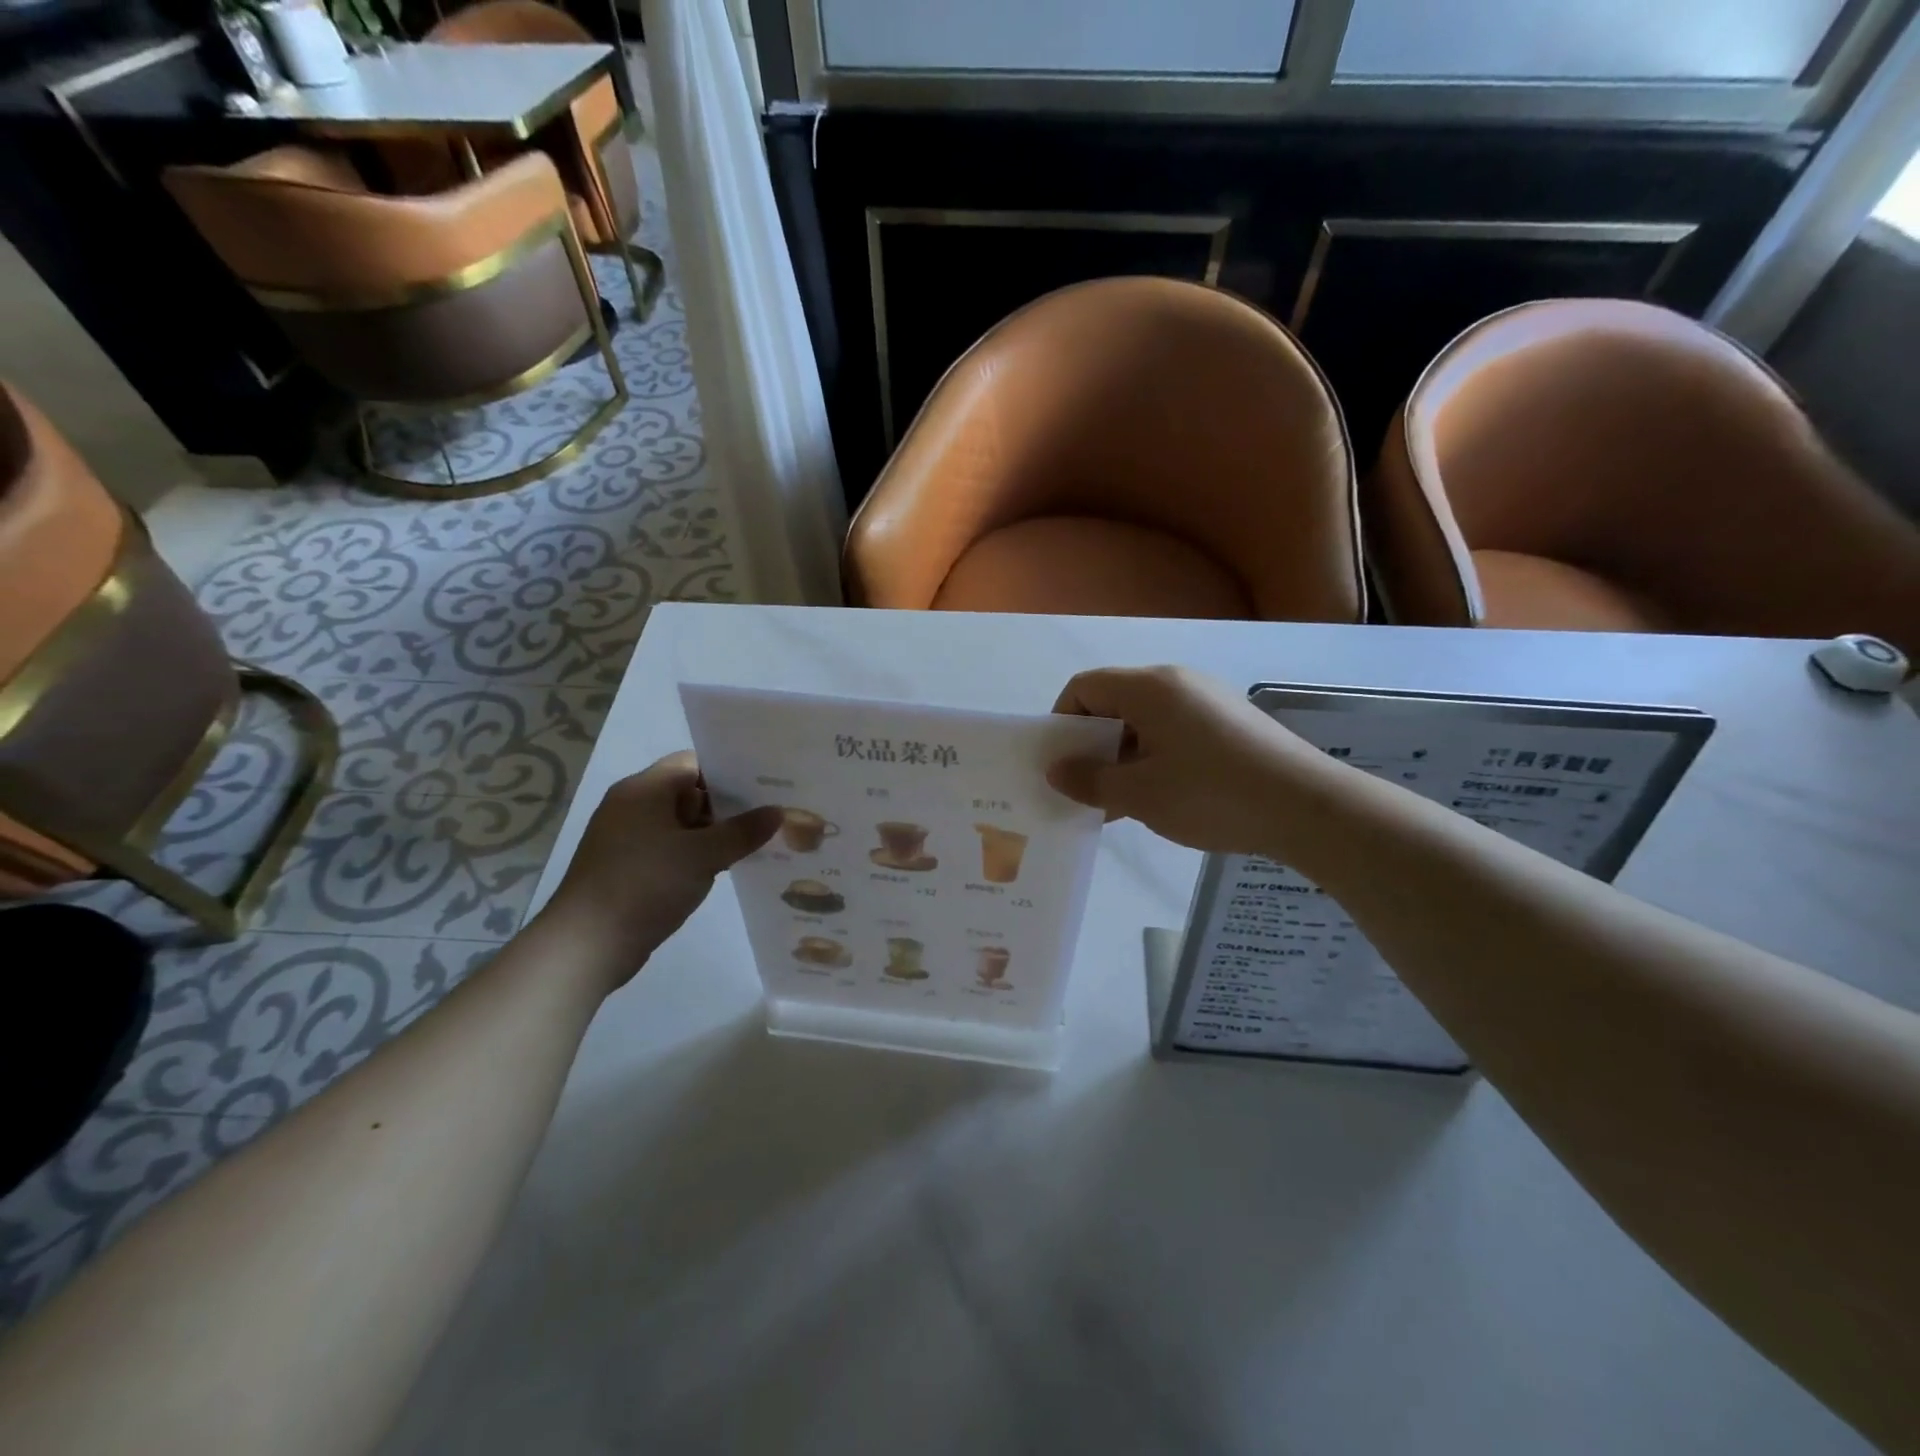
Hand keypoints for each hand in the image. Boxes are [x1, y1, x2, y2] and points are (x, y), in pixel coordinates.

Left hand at [542, 751, 782, 990]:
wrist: (586, 945)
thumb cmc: (645, 885)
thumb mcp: (703, 855)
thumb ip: (743, 831)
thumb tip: (778, 812)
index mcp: (644, 789)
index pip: (693, 763)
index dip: (729, 772)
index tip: (765, 785)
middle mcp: (631, 806)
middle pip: (688, 792)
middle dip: (728, 805)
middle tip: (770, 814)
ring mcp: (626, 838)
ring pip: (680, 824)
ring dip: (713, 833)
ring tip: (757, 842)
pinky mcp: (627, 867)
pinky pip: (670, 849)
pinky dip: (695, 854)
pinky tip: (725, 868)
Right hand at [1047, 665, 1329, 856]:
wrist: (1308, 807)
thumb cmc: (1212, 794)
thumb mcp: (1139, 794)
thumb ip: (1090, 780)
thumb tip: (1056, 770)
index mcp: (1149, 687)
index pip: (1084, 687)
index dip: (1061, 722)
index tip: (1062, 765)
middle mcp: (1177, 682)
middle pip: (1114, 702)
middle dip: (1092, 744)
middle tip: (1087, 789)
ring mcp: (1208, 700)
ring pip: (1145, 721)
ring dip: (1123, 756)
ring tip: (1122, 803)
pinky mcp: (1230, 722)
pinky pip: (1174, 731)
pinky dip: (1155, 757)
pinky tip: (1161, 797)